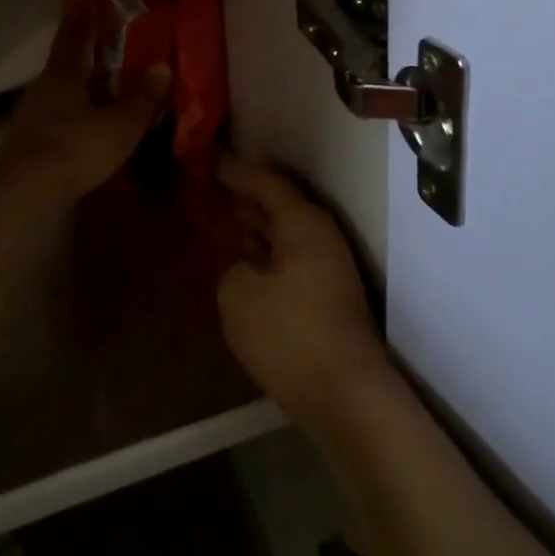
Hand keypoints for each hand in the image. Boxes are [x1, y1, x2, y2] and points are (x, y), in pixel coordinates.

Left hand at [0, 0, 170, 202]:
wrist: (27, 191)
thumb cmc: (77, 146)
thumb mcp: (120, 124)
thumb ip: (142, 98)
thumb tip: (162, 68)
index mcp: (63, 73)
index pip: (73, 35)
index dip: (81, 16)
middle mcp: (43, 87)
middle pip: (65, 64)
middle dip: (85, 56)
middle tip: (108, 49)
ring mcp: (31, 116)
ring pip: (59, 93)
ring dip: (79, 89)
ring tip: (102, 90)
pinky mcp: (27, 143)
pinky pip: (55, 118)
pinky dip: (72, 115)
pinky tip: (86, 126)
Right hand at [216, 156, 395, 435]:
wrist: (346, 396)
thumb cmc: (289, 335)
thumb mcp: (239, 294)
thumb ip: (232, 265)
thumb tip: (244, 265)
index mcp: (302, 223)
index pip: (265, 181)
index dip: (234, 170)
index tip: (208, 159)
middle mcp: (320, 236)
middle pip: (279, 203)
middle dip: (246, 194)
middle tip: (212, 183)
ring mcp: (328, 266)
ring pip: (285, 232)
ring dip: (256, 223)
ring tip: (224, 214)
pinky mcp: (328, 295)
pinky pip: (290, 256)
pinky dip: (266, 251)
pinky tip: (245, 259)